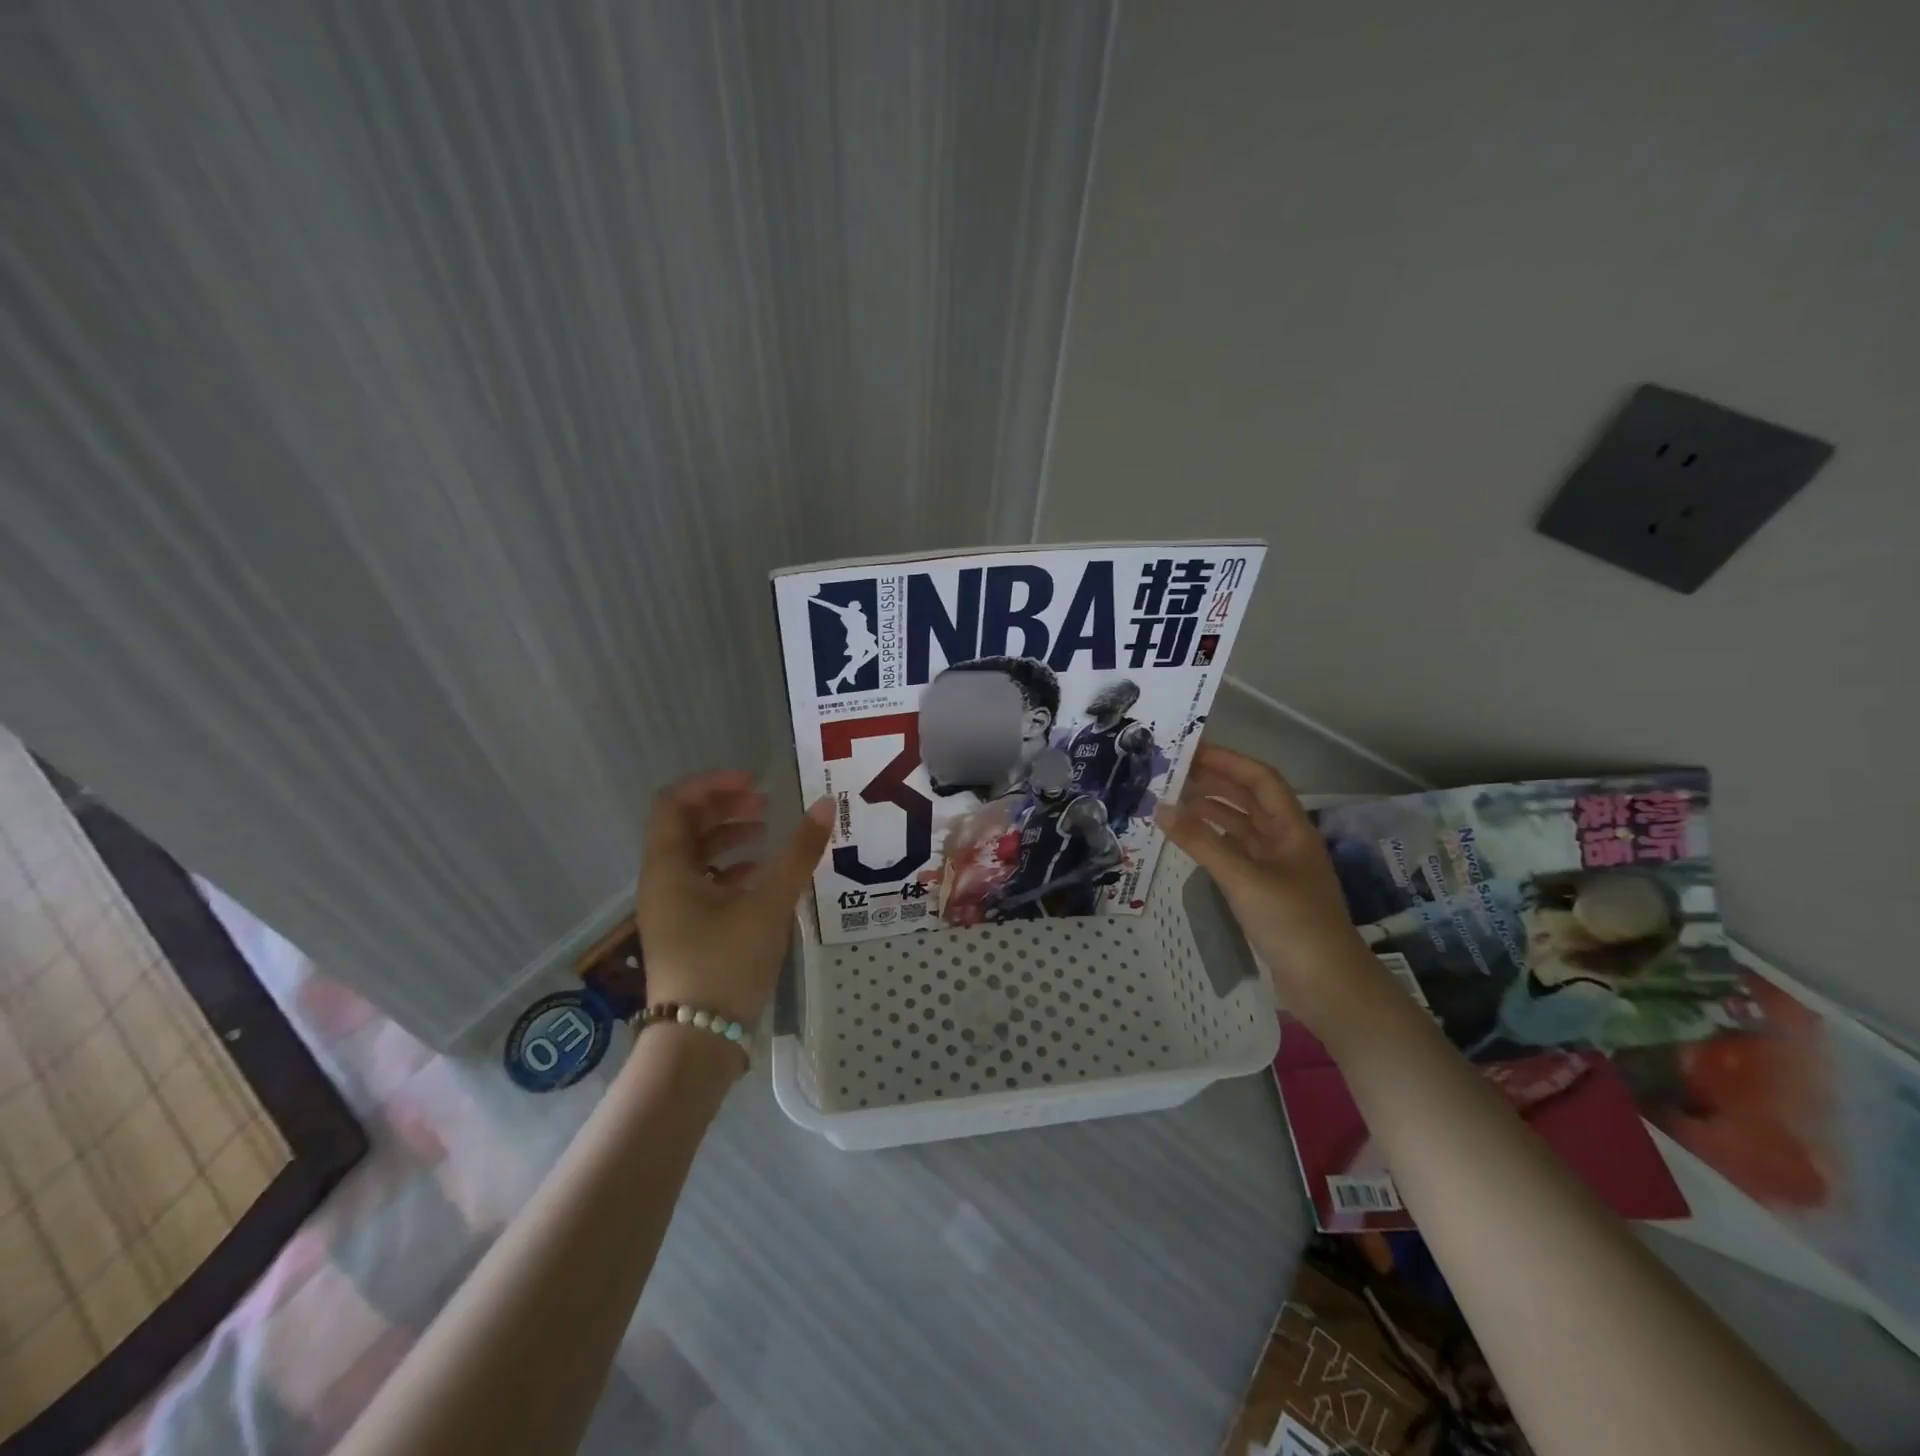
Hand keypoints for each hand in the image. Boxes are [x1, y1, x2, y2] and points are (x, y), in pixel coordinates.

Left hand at [635, 770, 832, 1027]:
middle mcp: (662, 882)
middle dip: (726, 808)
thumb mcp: (769, 902)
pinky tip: (762, 874)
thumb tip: (826, 805)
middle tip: (767, 803)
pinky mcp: (686, 931)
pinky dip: (731, 869)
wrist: (699, 1040)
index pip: (675, 803)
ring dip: (730, 837)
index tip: (756, 784)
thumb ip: (798, 852)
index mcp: (668, 867)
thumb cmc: (727, 962)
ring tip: (769, 833)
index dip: (713, 785)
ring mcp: (671, 909)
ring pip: (695, 856)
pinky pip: (703, 883)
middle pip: (685, 826)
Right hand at [1155, 744, 1380, 1025]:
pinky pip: (1234, 854)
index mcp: (1291, 829)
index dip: (1229, 761)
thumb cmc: (1292, 922)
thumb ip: (1201, 842)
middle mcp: (1284, 841)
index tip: (1192, 751)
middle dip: (1215, 782)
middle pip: (1249, 799)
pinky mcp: (1264, 892)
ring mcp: (1275, 867)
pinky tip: (1189, 841)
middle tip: (1173, 773)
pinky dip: (1212, 842)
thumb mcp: (1244, 878)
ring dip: (1211, 811)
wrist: (1327, 984)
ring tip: (1173, 802)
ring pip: (1240, 827)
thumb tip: (1160, 809)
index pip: (1260, 779)